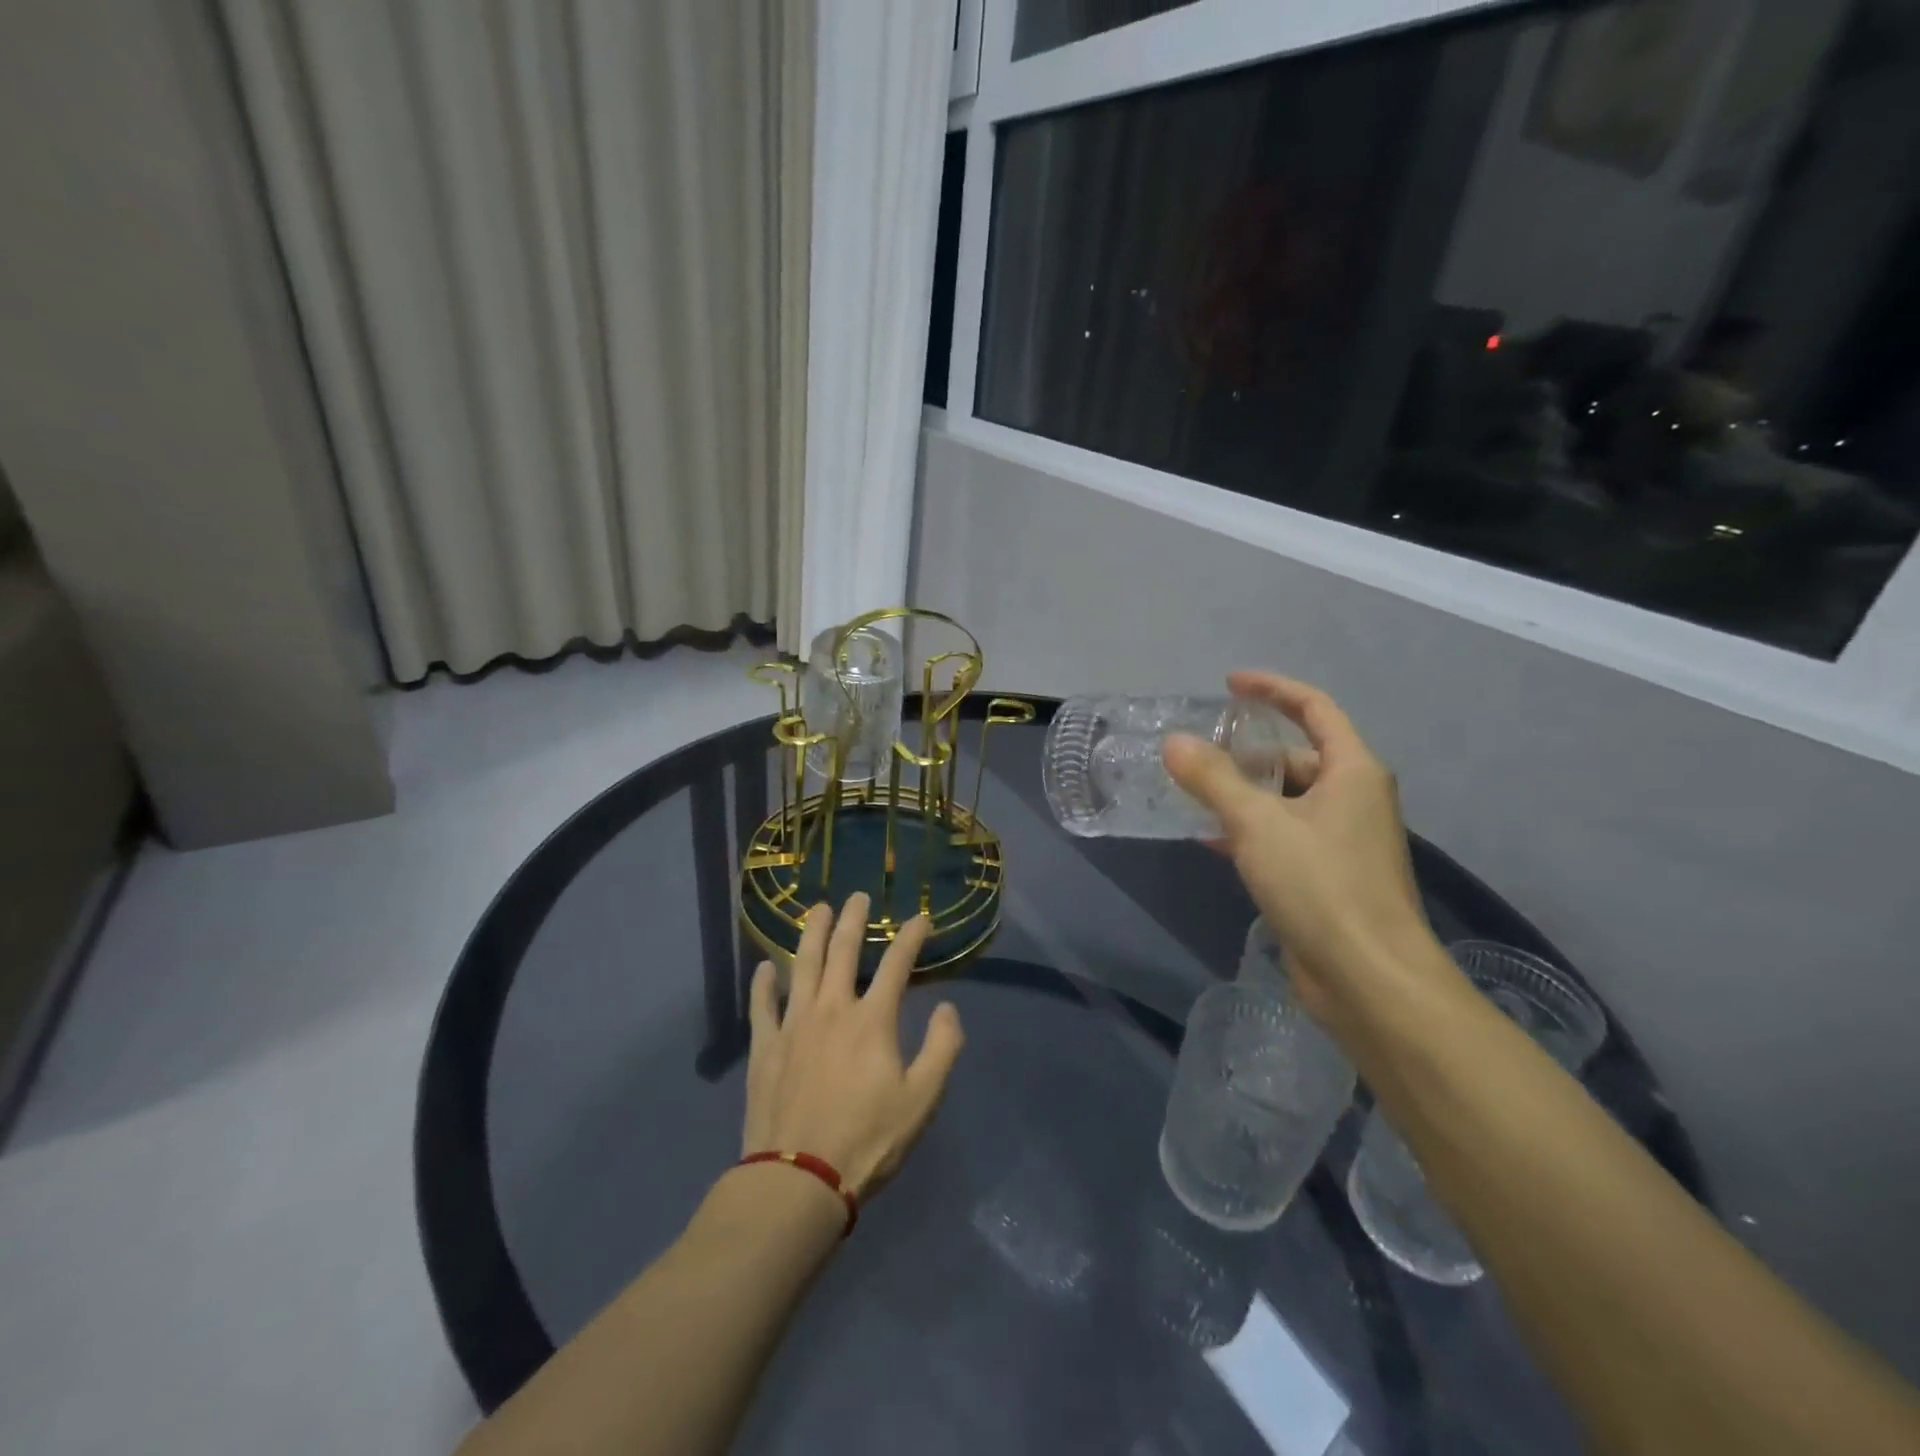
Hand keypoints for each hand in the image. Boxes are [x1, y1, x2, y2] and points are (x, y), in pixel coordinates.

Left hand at [741, 894, 964, 1199]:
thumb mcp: (922, 1100)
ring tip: (818, 910)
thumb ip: (942, 1048)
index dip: (911, 937)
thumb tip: (947, 1007)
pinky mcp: (765, 1047)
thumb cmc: (867, 1140)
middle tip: (858, 896)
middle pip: (844, 951)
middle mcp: (832, 1009)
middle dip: (854, 919)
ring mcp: (794, 1025)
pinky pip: (763, 1006)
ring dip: (812, 934)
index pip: (897, 964)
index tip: (920, 918)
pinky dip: (764, 984)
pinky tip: (765, 968)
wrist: (798, 1179)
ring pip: (803, 966)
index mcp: (872, 1020)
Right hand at [1164, 671, 1437, 1021]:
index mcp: (1353, 770)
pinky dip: (1249, 829)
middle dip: (1248, 751)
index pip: (1314, 707)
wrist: (1369, 978)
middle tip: (1198, 751)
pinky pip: (1283, 835)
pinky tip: (1209, 838)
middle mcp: (1353, 798)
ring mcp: (1342, 839)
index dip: (1272, 689)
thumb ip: (1213, 779)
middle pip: (1297, 756)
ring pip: (1286, 799)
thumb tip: (1174, 742)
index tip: (1229, 685)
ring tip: (1193, 791)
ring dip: (1243, 793)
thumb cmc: (1321, 885)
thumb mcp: (1258, 823)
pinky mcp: (1327, 876)